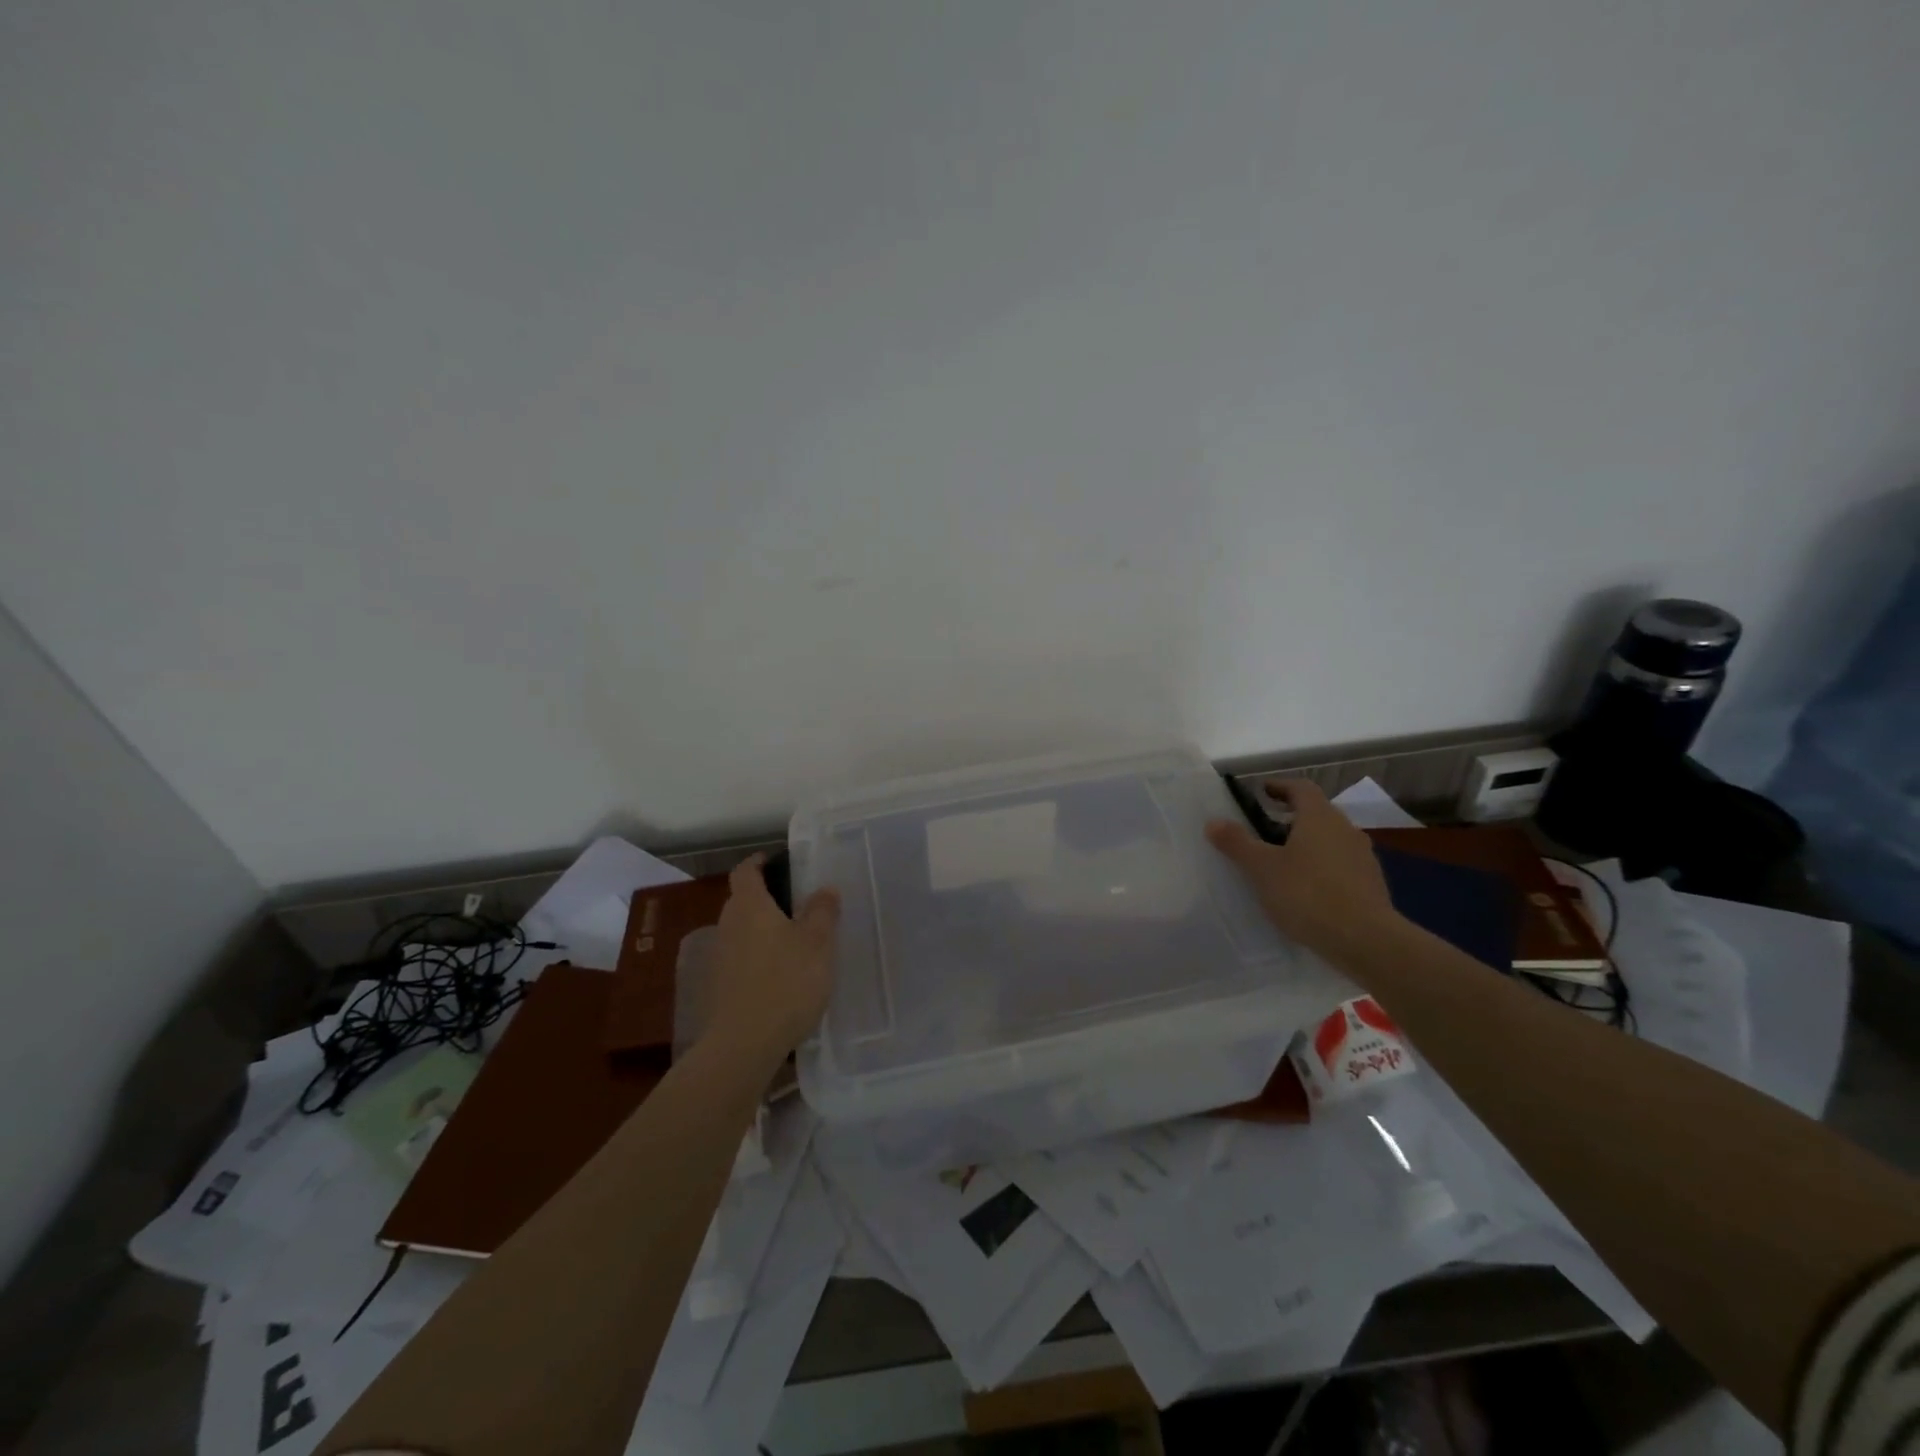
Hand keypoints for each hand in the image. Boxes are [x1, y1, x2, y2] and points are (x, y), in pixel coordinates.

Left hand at [707, 854, 839, 1065]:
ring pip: (742, 930)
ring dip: (762, 928)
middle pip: (742, 900)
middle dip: (765, 897)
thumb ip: (822, 911)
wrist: (744, 1043)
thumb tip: (825, 888)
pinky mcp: (720, 985)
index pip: (745, 872)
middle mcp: (729, 925)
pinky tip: (781, 972)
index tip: (775, 860)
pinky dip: (758, 955)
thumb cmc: (785, 982)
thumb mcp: (817, 943)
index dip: (758, 862)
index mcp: (750, 906)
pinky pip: (741, 957)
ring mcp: (721, 957)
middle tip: (796, 901)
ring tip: (794, 938)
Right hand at [1206, 780, 1404, 967]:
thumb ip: (1237, 843)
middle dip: (1290, 818)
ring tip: (1281, 863)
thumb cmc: (1308, 894)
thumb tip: (1214, 821)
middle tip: (1263, 830)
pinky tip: (1305, 890)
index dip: (1279, 786)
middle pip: (1316, 813)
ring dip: (1306, 844)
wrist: (1366, 941)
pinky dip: (1321, 867)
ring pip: (1329, 840)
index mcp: (1320, 817)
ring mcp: (1362, 857)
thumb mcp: (1262, 868)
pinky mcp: (1371, 884)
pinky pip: (1339, 865)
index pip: (1301, 788)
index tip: (1261, 792)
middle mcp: (1345, 829)